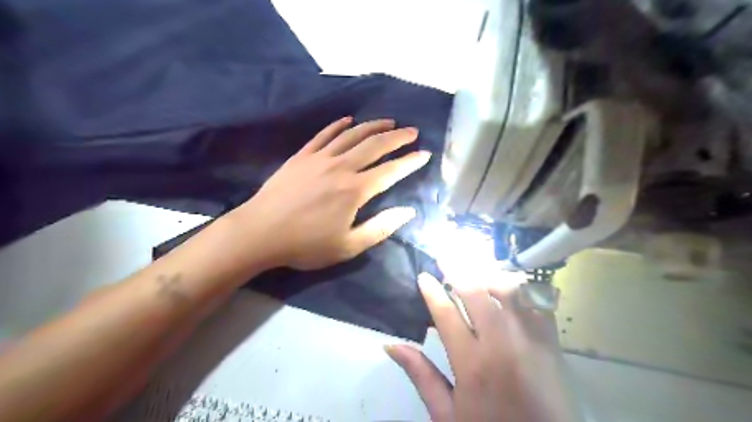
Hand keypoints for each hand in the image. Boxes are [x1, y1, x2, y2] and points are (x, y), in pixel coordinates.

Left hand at [227, 115, 427, 269]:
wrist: (259, 233)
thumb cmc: (305, 244)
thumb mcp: (348, 246)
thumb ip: (381, 228)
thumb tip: (408, 211)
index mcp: (355, 190)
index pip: (391, 171)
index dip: (410, 162)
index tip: (425, 154)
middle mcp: (341, 167)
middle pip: (374, 145)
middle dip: (397, 137)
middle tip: (412, 131)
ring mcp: (319, 158)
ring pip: (352, 135)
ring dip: (373, 126)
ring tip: (389, 121)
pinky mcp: (302, 156)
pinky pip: (324, 135)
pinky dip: (338, 125)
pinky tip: (348, 120)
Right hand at [384, 270, 577, 421]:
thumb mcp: (447, 414)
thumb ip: (421, 376)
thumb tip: (391, 345)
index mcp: (471, 364)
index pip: (446, 313)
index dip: (432, 291)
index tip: (423, 275)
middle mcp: (501, 344)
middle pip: (477, 292)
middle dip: (457, 269)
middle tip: (445, 254)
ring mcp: (530, 339)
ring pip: (508, 290)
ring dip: (487, 272)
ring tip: (473, 265)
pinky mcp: (552, 341)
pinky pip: (536, 301)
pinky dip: (520, 285)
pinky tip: (508, 280)